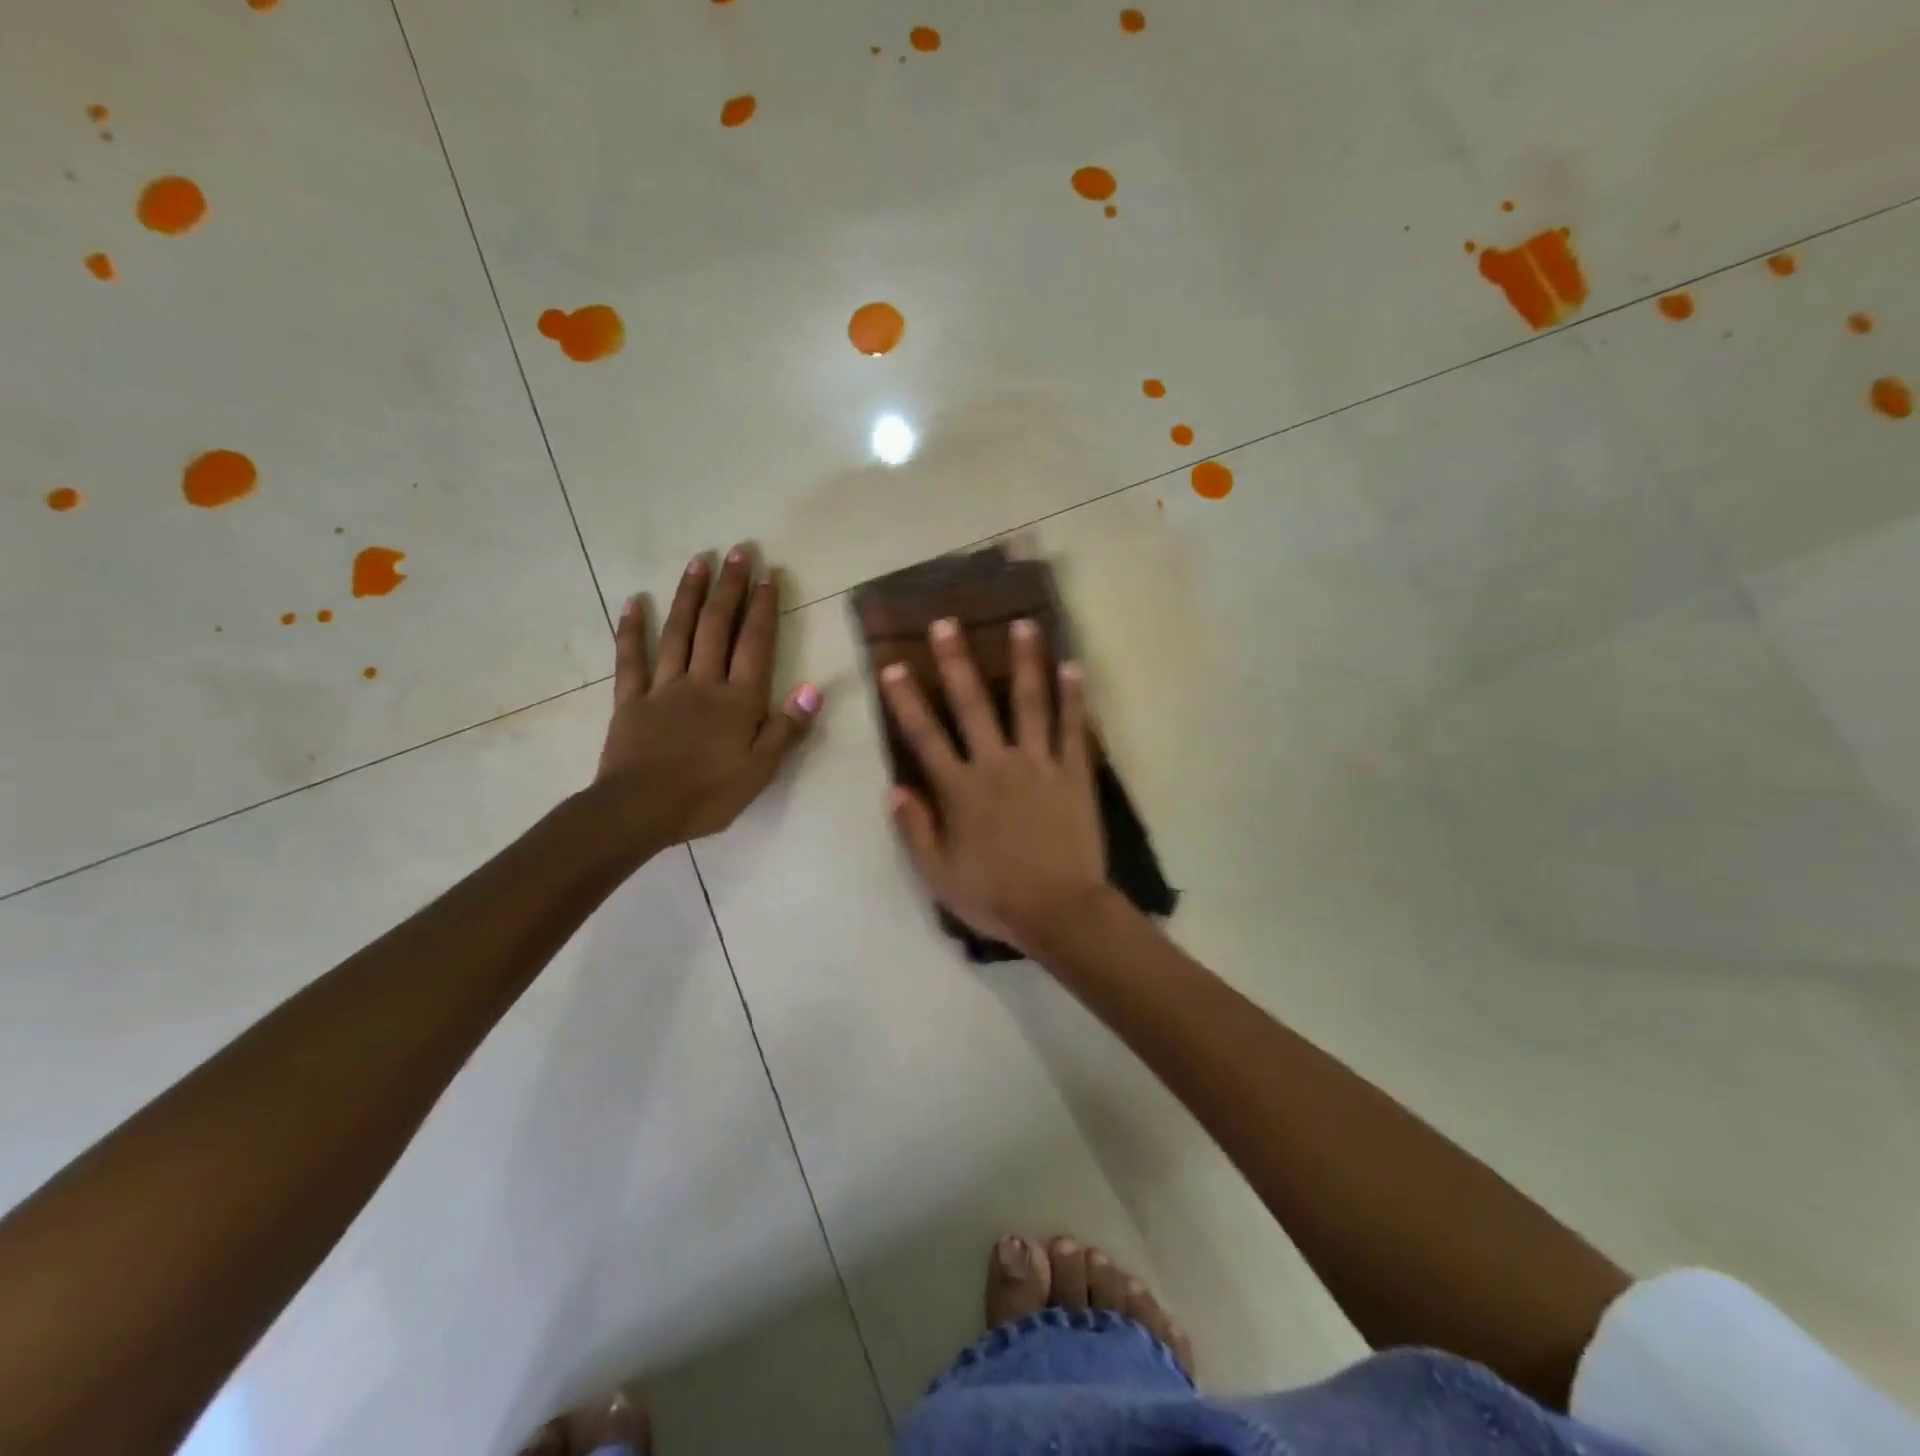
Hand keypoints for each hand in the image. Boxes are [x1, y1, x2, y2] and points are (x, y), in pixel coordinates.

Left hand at [596, 545, 820, 848]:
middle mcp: (702, 683)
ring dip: (689, 595)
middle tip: (738, 551)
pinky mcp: (631, 700)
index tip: (769, 573)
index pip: (755, 644)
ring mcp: (663, 688)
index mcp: (738, 700)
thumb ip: (787, 727)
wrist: (639, 811)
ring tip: (698, 561)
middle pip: (717, 627)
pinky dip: (632, 629)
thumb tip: (814, 687)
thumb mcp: (760, 770)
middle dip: (729, 587)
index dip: (763, 608)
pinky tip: (635, 601)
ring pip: (678, 633)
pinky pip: (631, 659)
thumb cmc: (707, 795)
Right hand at [881, 617, 1107, 956]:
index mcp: (960, 789)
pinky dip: (1073, 697)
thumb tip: (895, 789)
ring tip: (1024, 623)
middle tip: (948, 623)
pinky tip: (1072, 667)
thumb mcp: (939, 875)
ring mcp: (1039, 764)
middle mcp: (996, 764)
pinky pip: (1072, 728)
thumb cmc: (994, 897)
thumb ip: (915, 829)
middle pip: (973, 705)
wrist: (1059, 910)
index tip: (893, 667)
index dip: (906, 701)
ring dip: (1025, 661)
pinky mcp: (1074, 773)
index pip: (925, 736)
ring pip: (1029, 703)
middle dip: (956, 662)